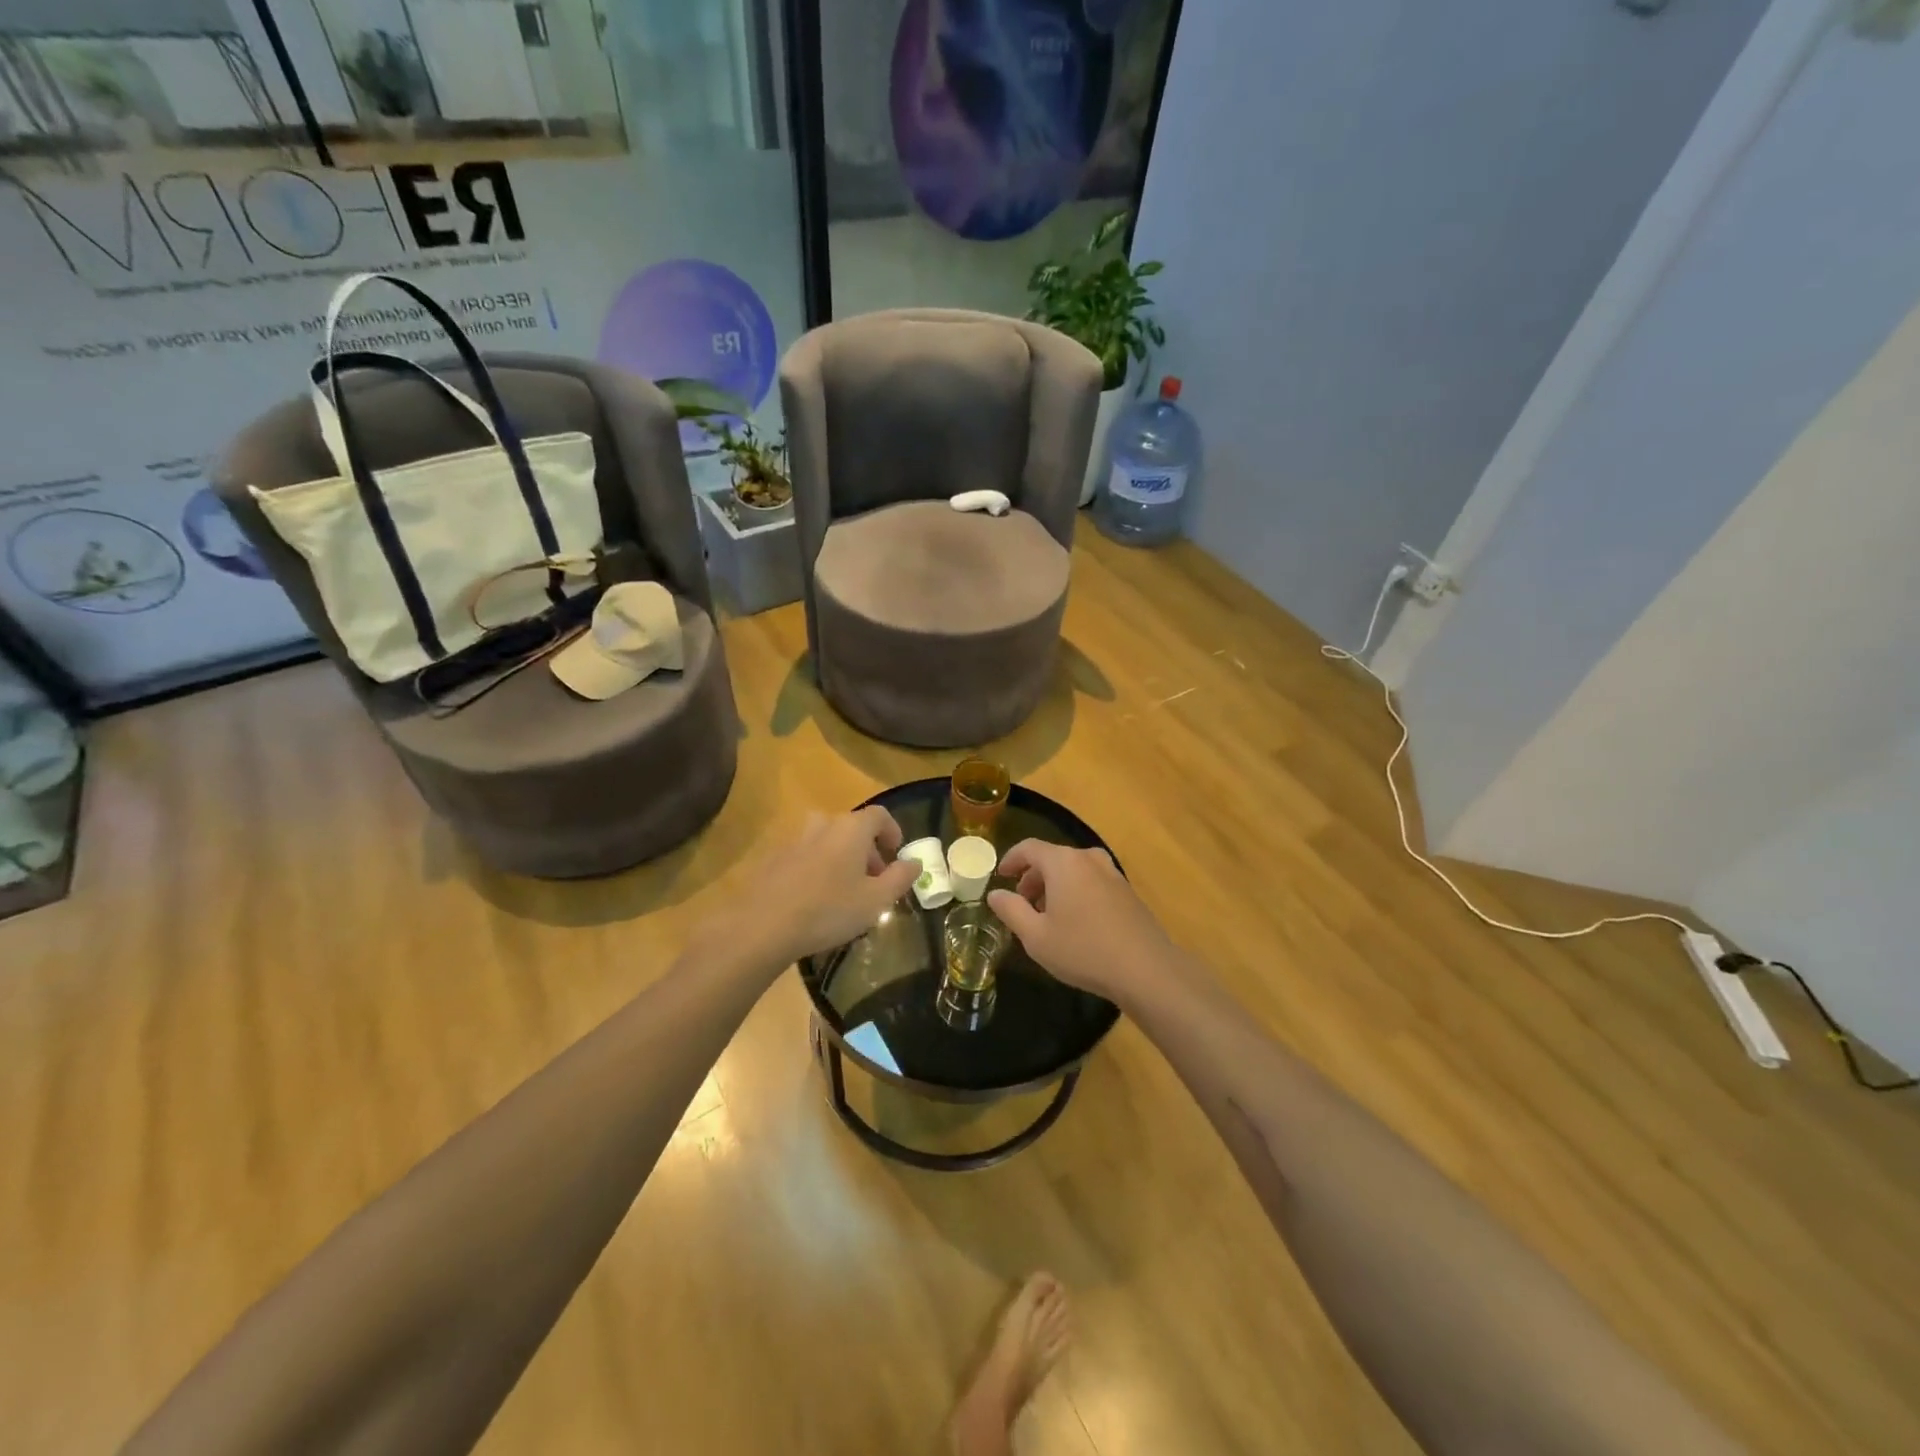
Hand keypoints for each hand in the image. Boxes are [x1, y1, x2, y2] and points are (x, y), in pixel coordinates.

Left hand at [714, 807, 918, 971]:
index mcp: (851, 828)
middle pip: (852, 827)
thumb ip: (900, 877)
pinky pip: (805, 855)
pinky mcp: (773, 857)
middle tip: (873, 880)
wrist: (763, 925)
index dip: (892, 831)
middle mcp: (823, 823)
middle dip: (868, 850)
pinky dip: (817, 867)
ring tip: (844, 889)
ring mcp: (794, 838)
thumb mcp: (876, 900)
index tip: (896, 854)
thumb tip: (915, 862)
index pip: (880, 815)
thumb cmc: (829, 910)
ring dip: (841, 857)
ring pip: (827, 840)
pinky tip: (815, 898)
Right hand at [987, 840, 1179, 1002]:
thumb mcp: (1036, 936)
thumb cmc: (1083, 950)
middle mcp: (1088, 858)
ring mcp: (1112, 873)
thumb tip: (995, 894)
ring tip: (1047, 915)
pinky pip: (1092, 881)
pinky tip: (1076, 922)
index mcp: (1063, 862)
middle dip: (1033, 877)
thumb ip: (1011, 910)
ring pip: (1074, 870)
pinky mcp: (1127, 891)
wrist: (1146, 969)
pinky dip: (1076, 891)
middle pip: (1052, 858)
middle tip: (1022, 903)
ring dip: (1055, 885)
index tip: (1000, 876)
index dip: (1011, 860)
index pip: (1029, 848)